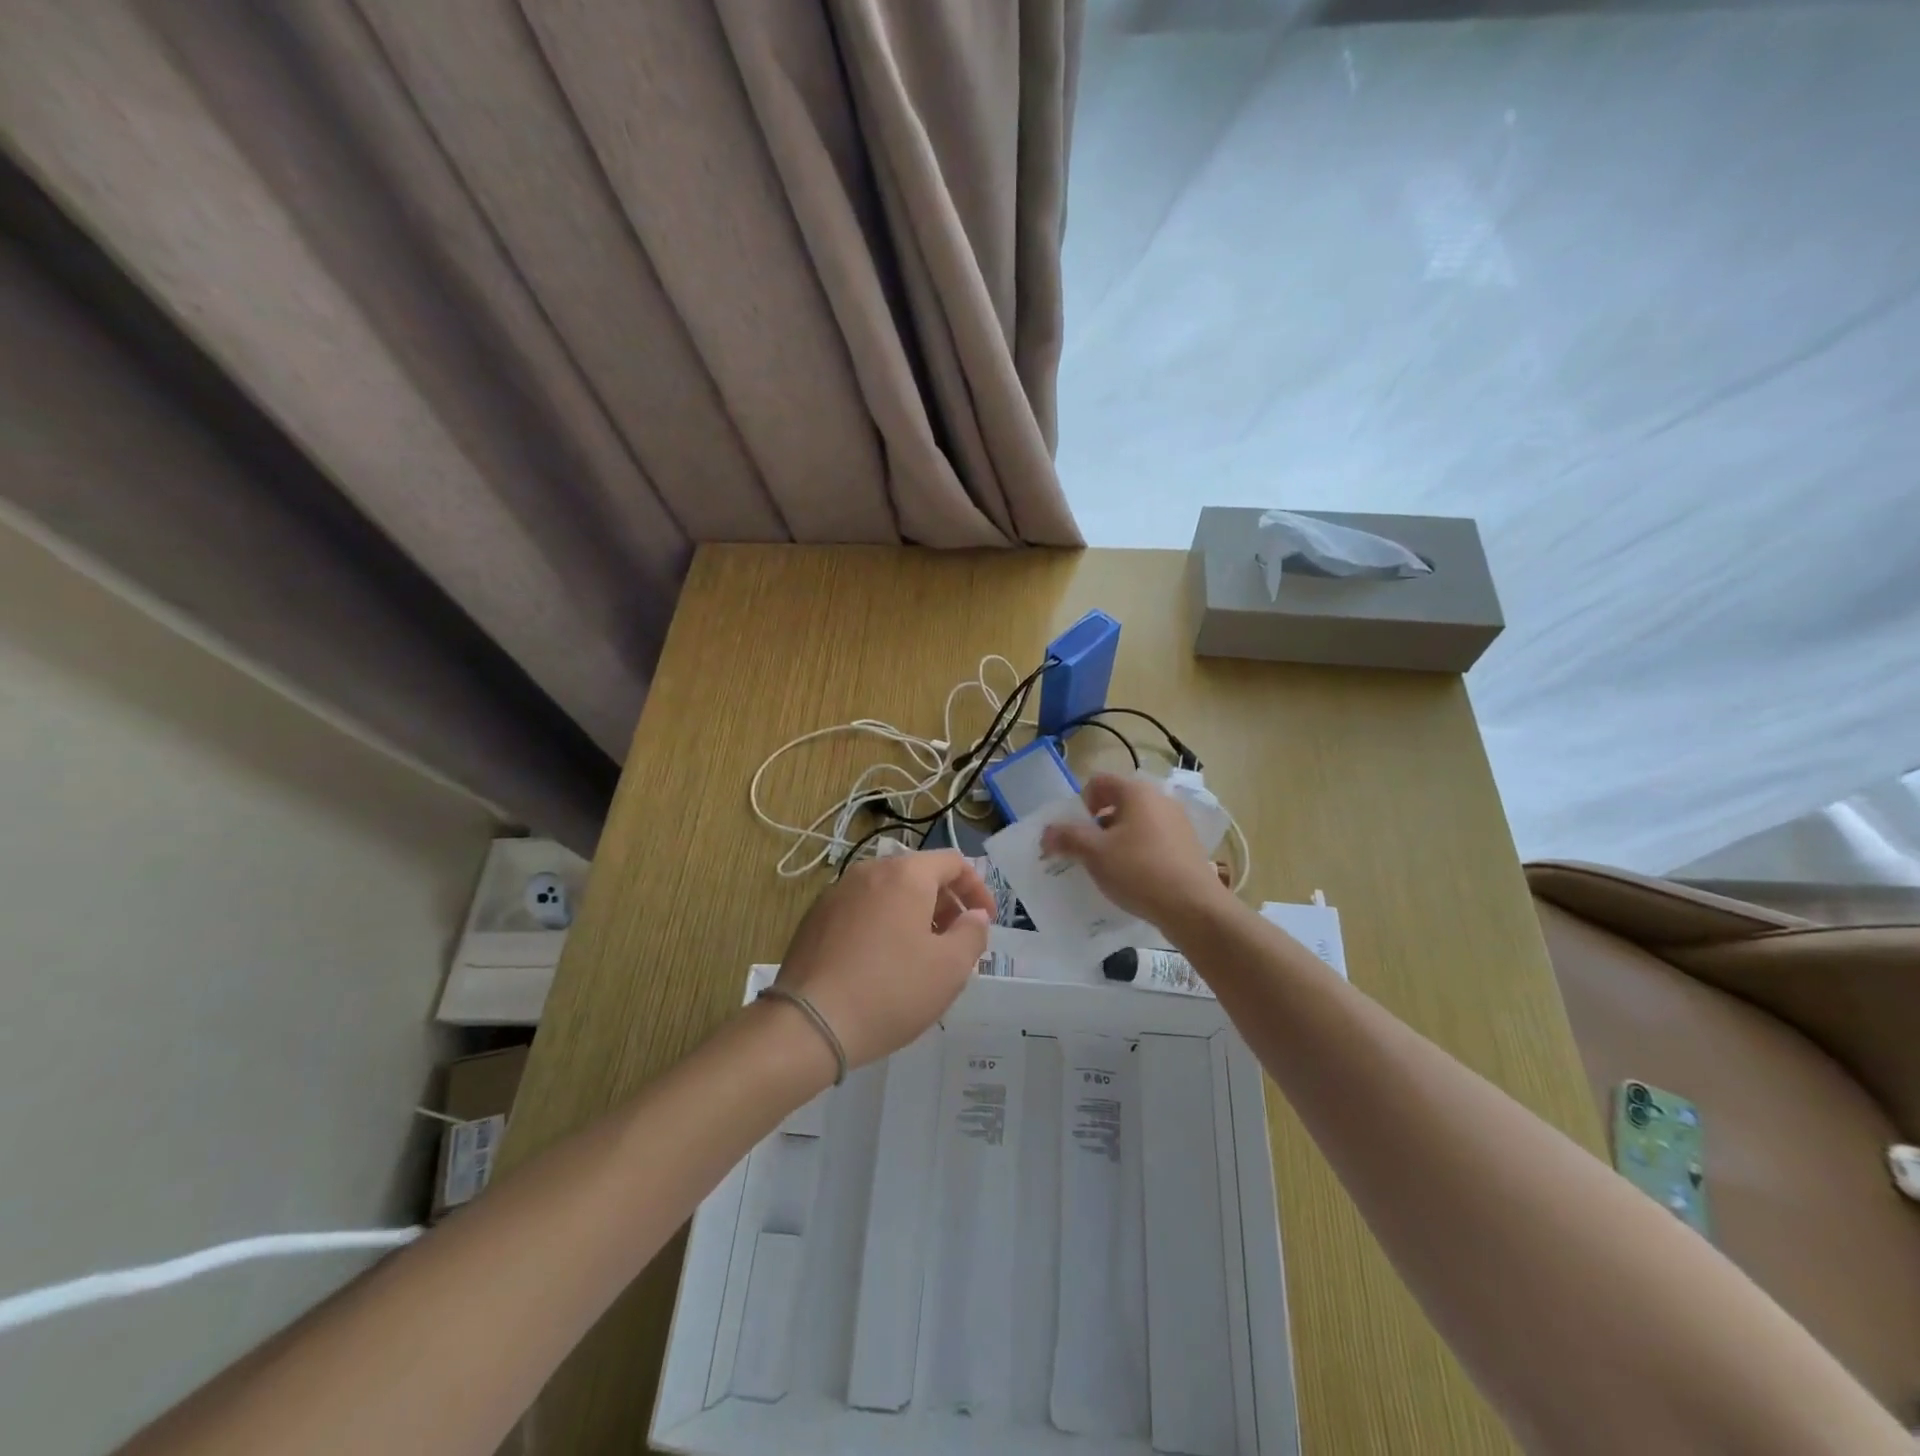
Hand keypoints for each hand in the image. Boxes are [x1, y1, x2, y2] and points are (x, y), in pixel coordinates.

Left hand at [772, 849, 992, 1068]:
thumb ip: (972, 933)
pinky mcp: (815, 918)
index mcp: (905, 875)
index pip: (953, 862)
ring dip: (913, 914)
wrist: (810, 1023)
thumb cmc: (890, 991)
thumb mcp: (950, 968)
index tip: (986, 921)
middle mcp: (869, 871)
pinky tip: (882, 963)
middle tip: (956, 941)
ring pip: (888, 892)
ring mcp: (837, 893)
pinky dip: (882, 924)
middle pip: (919, 874)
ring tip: (921, 955)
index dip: (977, 889)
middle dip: (945, 903)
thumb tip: (974, 915)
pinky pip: (862, 909)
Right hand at [1040, 773, 1233, 929]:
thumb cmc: (1139, 871)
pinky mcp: (1187, 846)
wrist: (1194, 908)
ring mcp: (1177, 822)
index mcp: (1137, 791)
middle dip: (1097, 824)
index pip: (1098, 782)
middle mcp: (1160, 799)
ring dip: (1117, 839)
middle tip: (1088, 851)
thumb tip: (1047, 832)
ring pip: (1136, 822)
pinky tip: (1134, 878)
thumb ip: (1067, 837)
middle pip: (1117, 801)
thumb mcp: (1094, 853)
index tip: (1077, 832)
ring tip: (1109, 868)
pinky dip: (1138, 852)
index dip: (1080, 803)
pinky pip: (1153, 840)